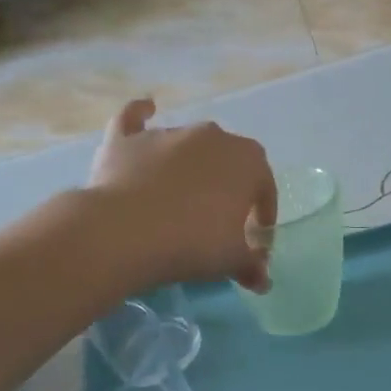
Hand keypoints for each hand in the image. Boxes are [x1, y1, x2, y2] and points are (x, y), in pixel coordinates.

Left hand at [87, 98, 277, 291]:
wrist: (125, 233)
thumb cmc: (194, 243)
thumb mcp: (232, 261)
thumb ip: (252, 265)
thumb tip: (262, 279)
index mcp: (248, 161)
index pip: (265, 187)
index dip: (263, 214)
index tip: (255, 238)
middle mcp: (212, 136)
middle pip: (229, 161)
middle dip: (229, 186)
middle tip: (220, 220)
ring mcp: (168, 133)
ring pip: (188, 146)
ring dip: (191, 167)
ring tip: (180, 200)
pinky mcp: (127, 139)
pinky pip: (136, 120)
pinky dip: (141, 116)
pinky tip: (146, 110)